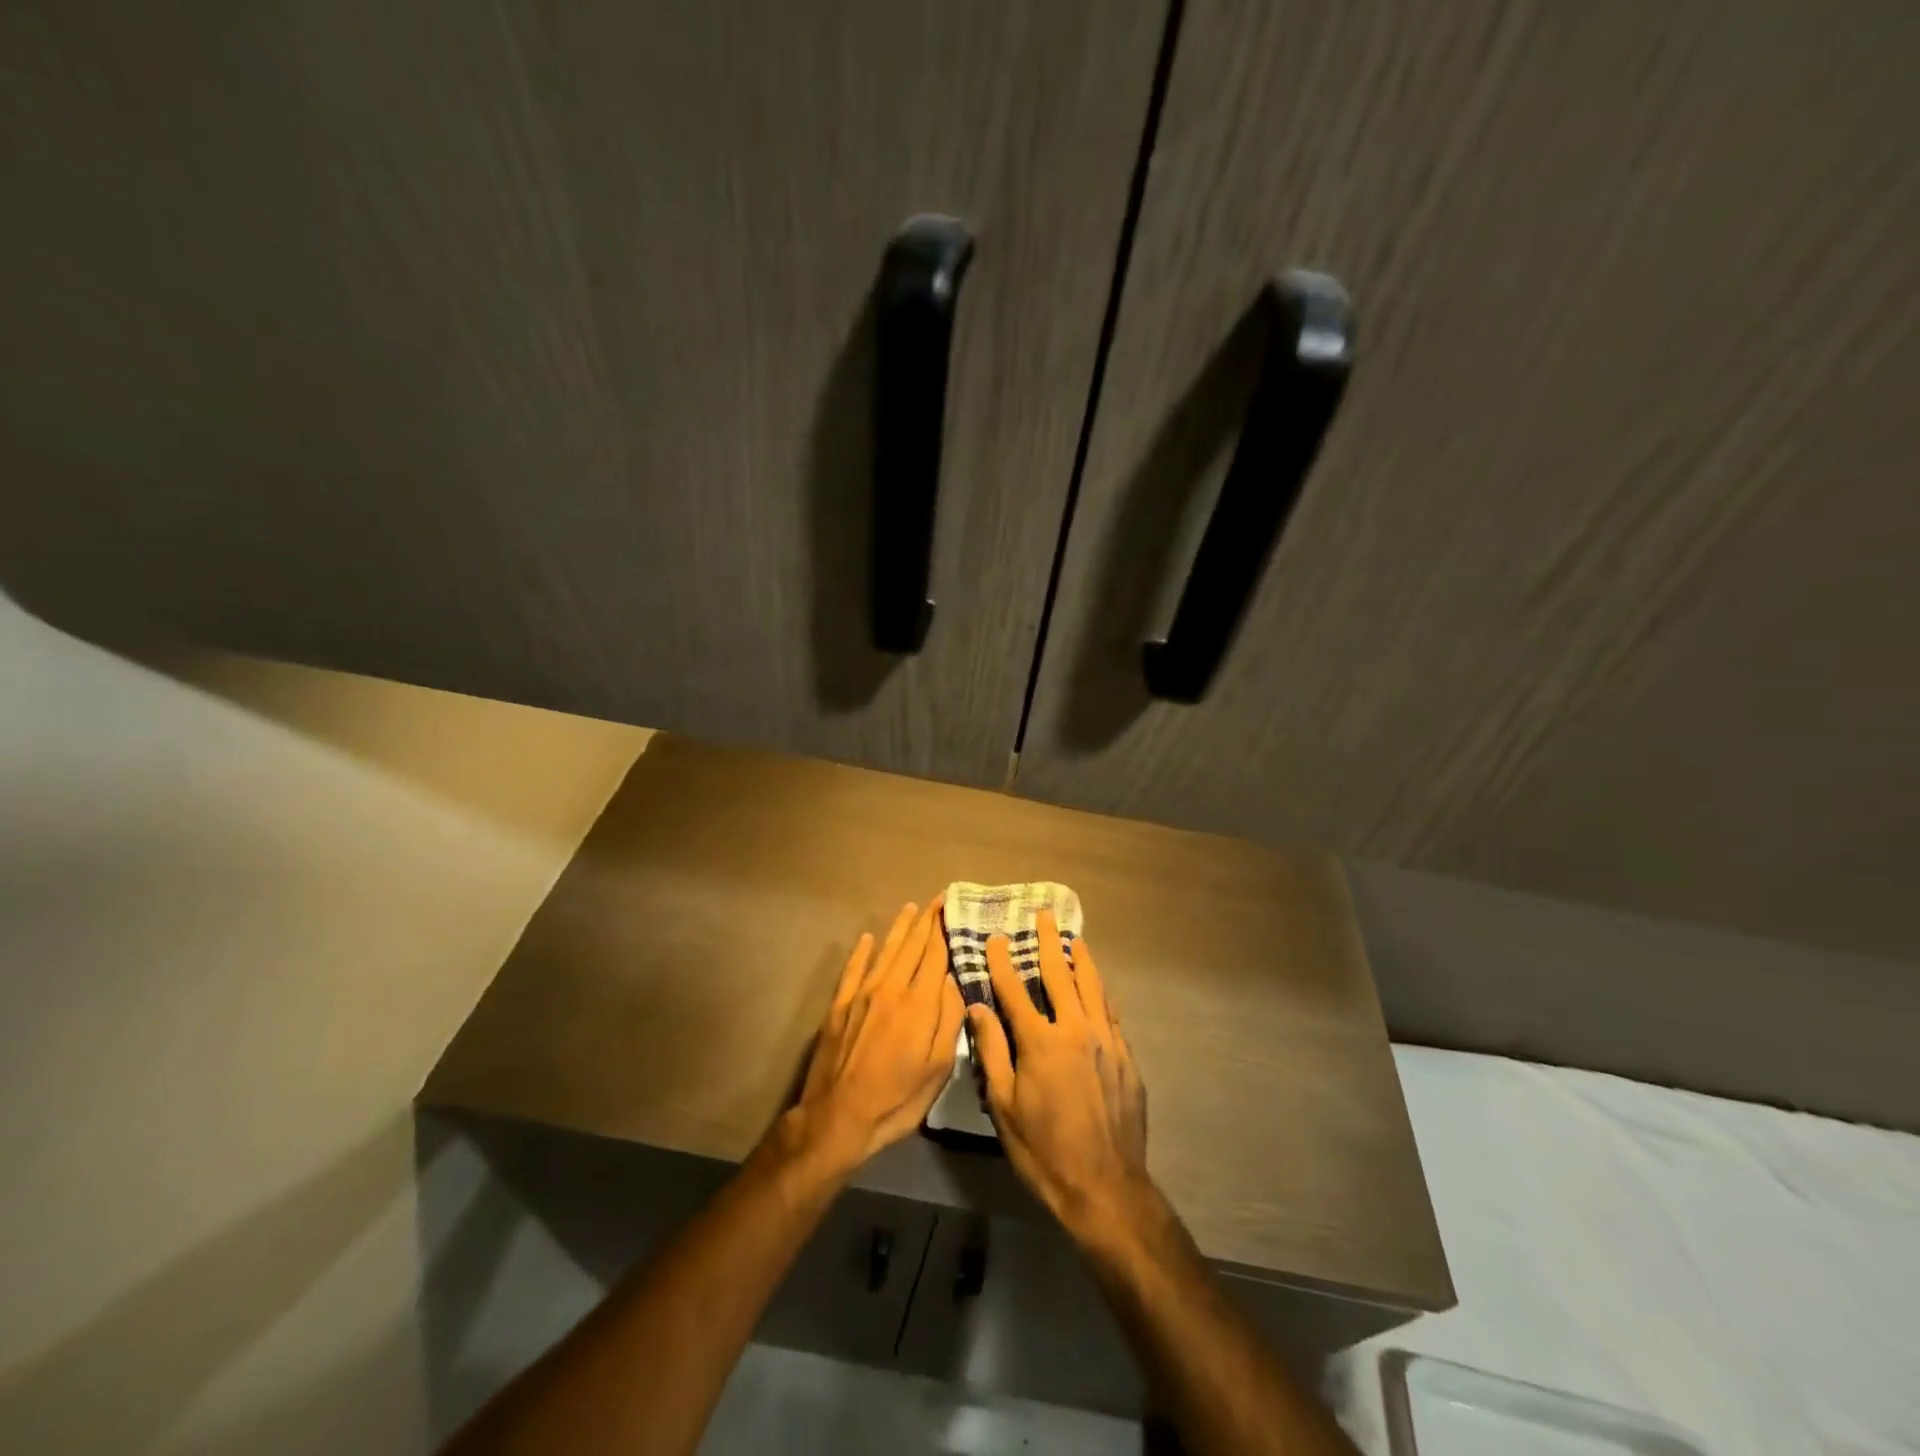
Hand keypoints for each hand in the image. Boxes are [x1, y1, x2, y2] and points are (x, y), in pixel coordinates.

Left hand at [787, 899, 964, 1172]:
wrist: (838, 1117)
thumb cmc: (896, 1099)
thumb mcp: (937, 1069)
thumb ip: (949, 1021)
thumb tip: (954, 981)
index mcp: (918, 1004)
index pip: (935, 956)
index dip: (943, 930)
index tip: (951, 908)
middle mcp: (891, 989)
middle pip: (911, 947)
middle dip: (925, 921)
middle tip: (936, 899)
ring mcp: (862, 994)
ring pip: (885, 951)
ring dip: (899, 928)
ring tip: (910, 908)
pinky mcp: (839, 1005)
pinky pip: (853, 969)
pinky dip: (862, 951)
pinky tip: (868, 937)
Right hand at [966, 910, 1149, 1236]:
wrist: (1105, 1187)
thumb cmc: (1043, 1150)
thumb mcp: (1004, 1105)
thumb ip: (991, 1051)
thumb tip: (977, 1007)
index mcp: (1042, 1042)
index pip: (1016, 990)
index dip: (1002, 962)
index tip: (995, 938)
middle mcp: (1077, 1030)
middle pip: (1061, 975)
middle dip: (1049, 943)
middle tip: (1044, 916)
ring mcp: (1107, 1042)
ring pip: (1093, 987)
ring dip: (1081, 960)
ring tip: (1073, 939)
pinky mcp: (1126, 1057)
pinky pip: (1110, 1013)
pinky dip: (1100, 992)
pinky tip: (1096, 987)